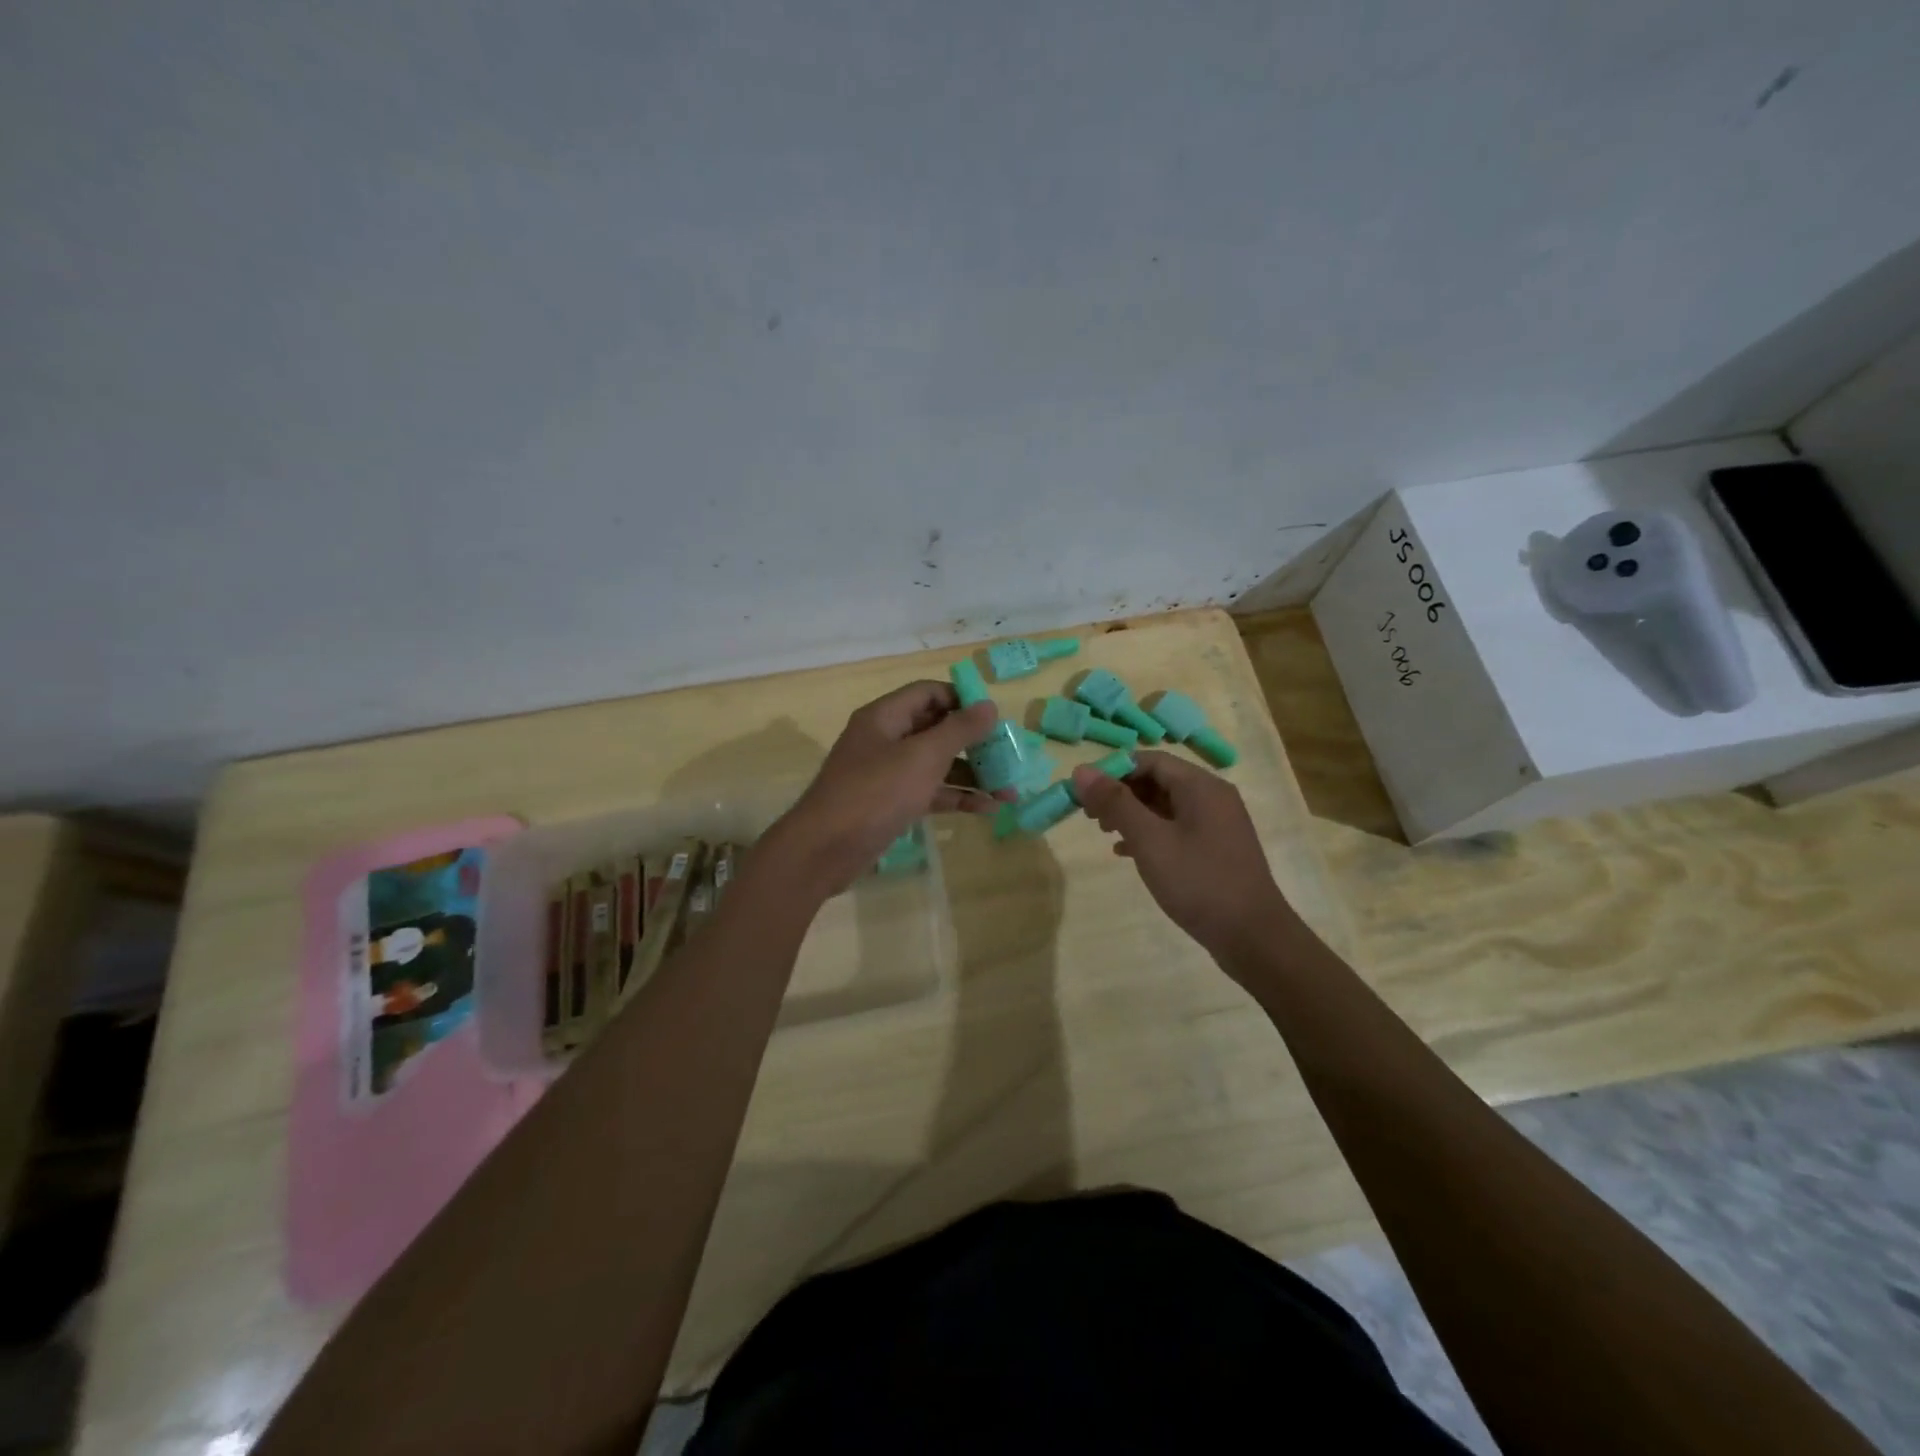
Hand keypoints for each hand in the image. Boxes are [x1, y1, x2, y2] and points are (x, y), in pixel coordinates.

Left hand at [764, 681, 1003, 897]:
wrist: (824, 850)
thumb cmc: (875, 793)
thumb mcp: (922, 757)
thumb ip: (958, 730)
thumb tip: (989, 705)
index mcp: (885, 716)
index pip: (929, 693)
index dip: (963, 700)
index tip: (995, 718)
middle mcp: (885, 739)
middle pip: (936, 729)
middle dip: (974, 743)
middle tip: (1009, 756)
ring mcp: (887, 774)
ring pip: (936, 764)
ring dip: (971, 775)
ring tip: (1009, 791)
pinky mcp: (890, 804)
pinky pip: (929, 792)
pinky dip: (955, 797)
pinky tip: (987, 809)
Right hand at [1070, 750, 1290, 957]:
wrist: (1253, 937)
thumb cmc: (1199, 882)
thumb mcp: (1150, 840)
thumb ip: (1115, 803)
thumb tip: (1081, 770)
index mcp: (1201, 786)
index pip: (1149, 760)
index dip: (1113, 771)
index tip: (1084, 792)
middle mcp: (1212, 797)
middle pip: (1158, 780)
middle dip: (1121, 793)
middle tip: (1089, 815)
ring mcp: (1217, 824)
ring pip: (1166, 805)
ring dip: (1132, 814)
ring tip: (1104, 832)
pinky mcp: (1216, 848)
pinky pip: (1177, 828)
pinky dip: (1150, 833)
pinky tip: (1126, 853)